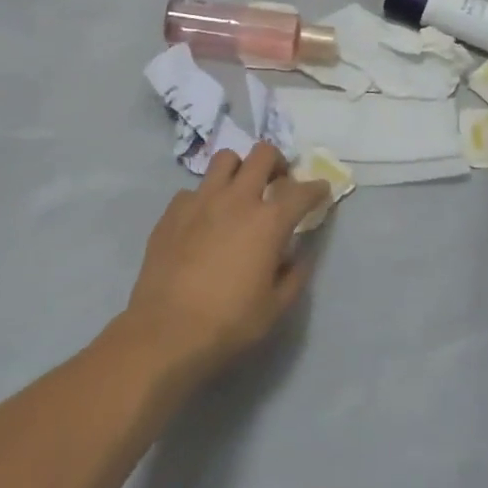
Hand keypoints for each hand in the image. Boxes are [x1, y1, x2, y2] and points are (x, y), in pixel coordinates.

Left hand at [118, 142, 329, 383]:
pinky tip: (204, 220)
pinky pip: (193, 190)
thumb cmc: (229, 323)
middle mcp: (236, 199)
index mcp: (268, 221)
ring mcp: (200, 201)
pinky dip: (205, 198)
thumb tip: (299, 255)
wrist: (166, 332)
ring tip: (240, 191)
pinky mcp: (172, 212)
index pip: (302, 191)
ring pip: (225, 159)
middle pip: (262, 155)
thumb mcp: (276, 306)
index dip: (316, 189)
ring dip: (239, 169)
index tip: (320, 191)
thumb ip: (294, 274)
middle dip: (277, 163)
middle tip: (278, 182)